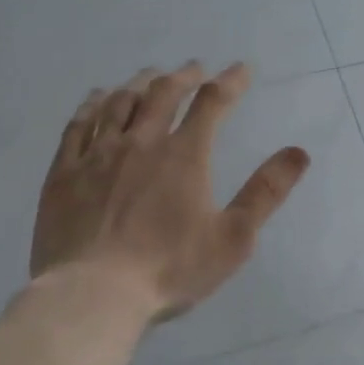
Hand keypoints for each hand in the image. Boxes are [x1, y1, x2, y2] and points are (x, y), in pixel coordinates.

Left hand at [31, 61, 310, 320]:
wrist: (91, 296)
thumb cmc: (169, 269)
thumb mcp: (233, 238)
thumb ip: (266, 192)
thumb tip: (299, 152)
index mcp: (184, 155)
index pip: (212, 103)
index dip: (230, 81)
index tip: (242, 69)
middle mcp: (141, 142)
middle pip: (163, 93)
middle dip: (183, 76)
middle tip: (194, 68)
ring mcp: (98, 155)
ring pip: (120, 103)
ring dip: (139, 83)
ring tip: (149, 75)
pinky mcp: (64, 173)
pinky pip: (78, 126)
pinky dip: (91, 105)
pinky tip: (96, 97)